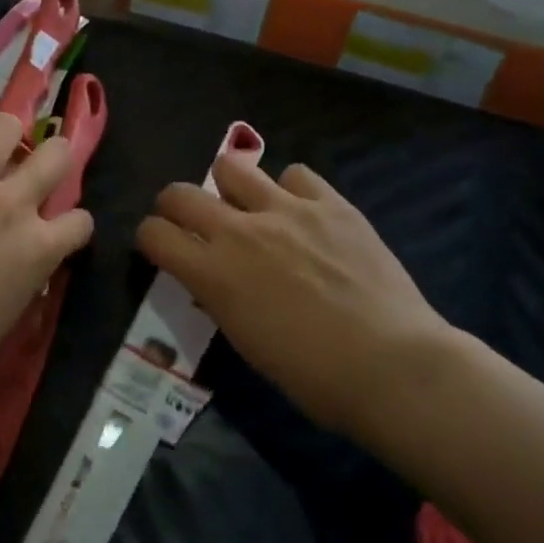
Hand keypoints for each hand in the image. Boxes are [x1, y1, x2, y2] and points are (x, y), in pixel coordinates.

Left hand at [0, 113, 94, 401]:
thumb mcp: (7, 314)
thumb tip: (18, 258)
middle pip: (57, 153)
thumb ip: (22, 274)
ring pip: (1, 125)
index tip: (56, 229)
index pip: (80, 220)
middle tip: (34, 167)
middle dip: (54, 157)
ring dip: (0, 136)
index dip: (70, 223)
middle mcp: (10, 203)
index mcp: (38, 248)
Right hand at [135, 157, 460, 434]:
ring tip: (247, 206)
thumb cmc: (313, 375)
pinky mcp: (330, 202)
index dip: (150, 238)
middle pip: (180, 193)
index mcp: (213, 273)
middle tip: (192, 222)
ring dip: (229, 186)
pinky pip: (296, 174)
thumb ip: (220, 298)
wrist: (392, 364)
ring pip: (233, 167)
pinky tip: (304, 213)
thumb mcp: (247, 342)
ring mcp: (286, 210)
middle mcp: (239, 231)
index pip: (154, 234)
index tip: (162, 248)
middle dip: (174, 206)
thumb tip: (211, 278)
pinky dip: (291, 190)